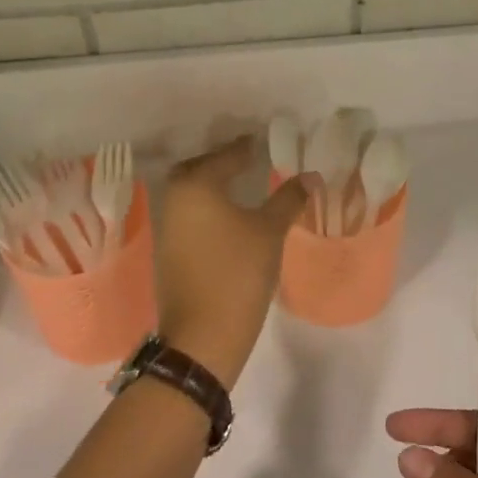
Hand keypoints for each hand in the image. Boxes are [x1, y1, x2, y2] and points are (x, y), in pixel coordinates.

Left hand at [155, 137, 307, 387]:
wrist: (202, 336)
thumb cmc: (238, 273)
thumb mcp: (270, 231)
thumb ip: (289, 198)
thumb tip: (310, 176)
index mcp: (196, 185)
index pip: (226, 156)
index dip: (247, 148)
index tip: (262, 141)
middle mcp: (174, 199)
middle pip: (197, 169)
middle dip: (220, 162)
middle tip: (247, 161)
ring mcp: (166, 227)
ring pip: (190, 193)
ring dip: (212, 186)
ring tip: (241, 187)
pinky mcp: (167, 252)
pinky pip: (188, 215)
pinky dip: (206, 208)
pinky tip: (228, 218)